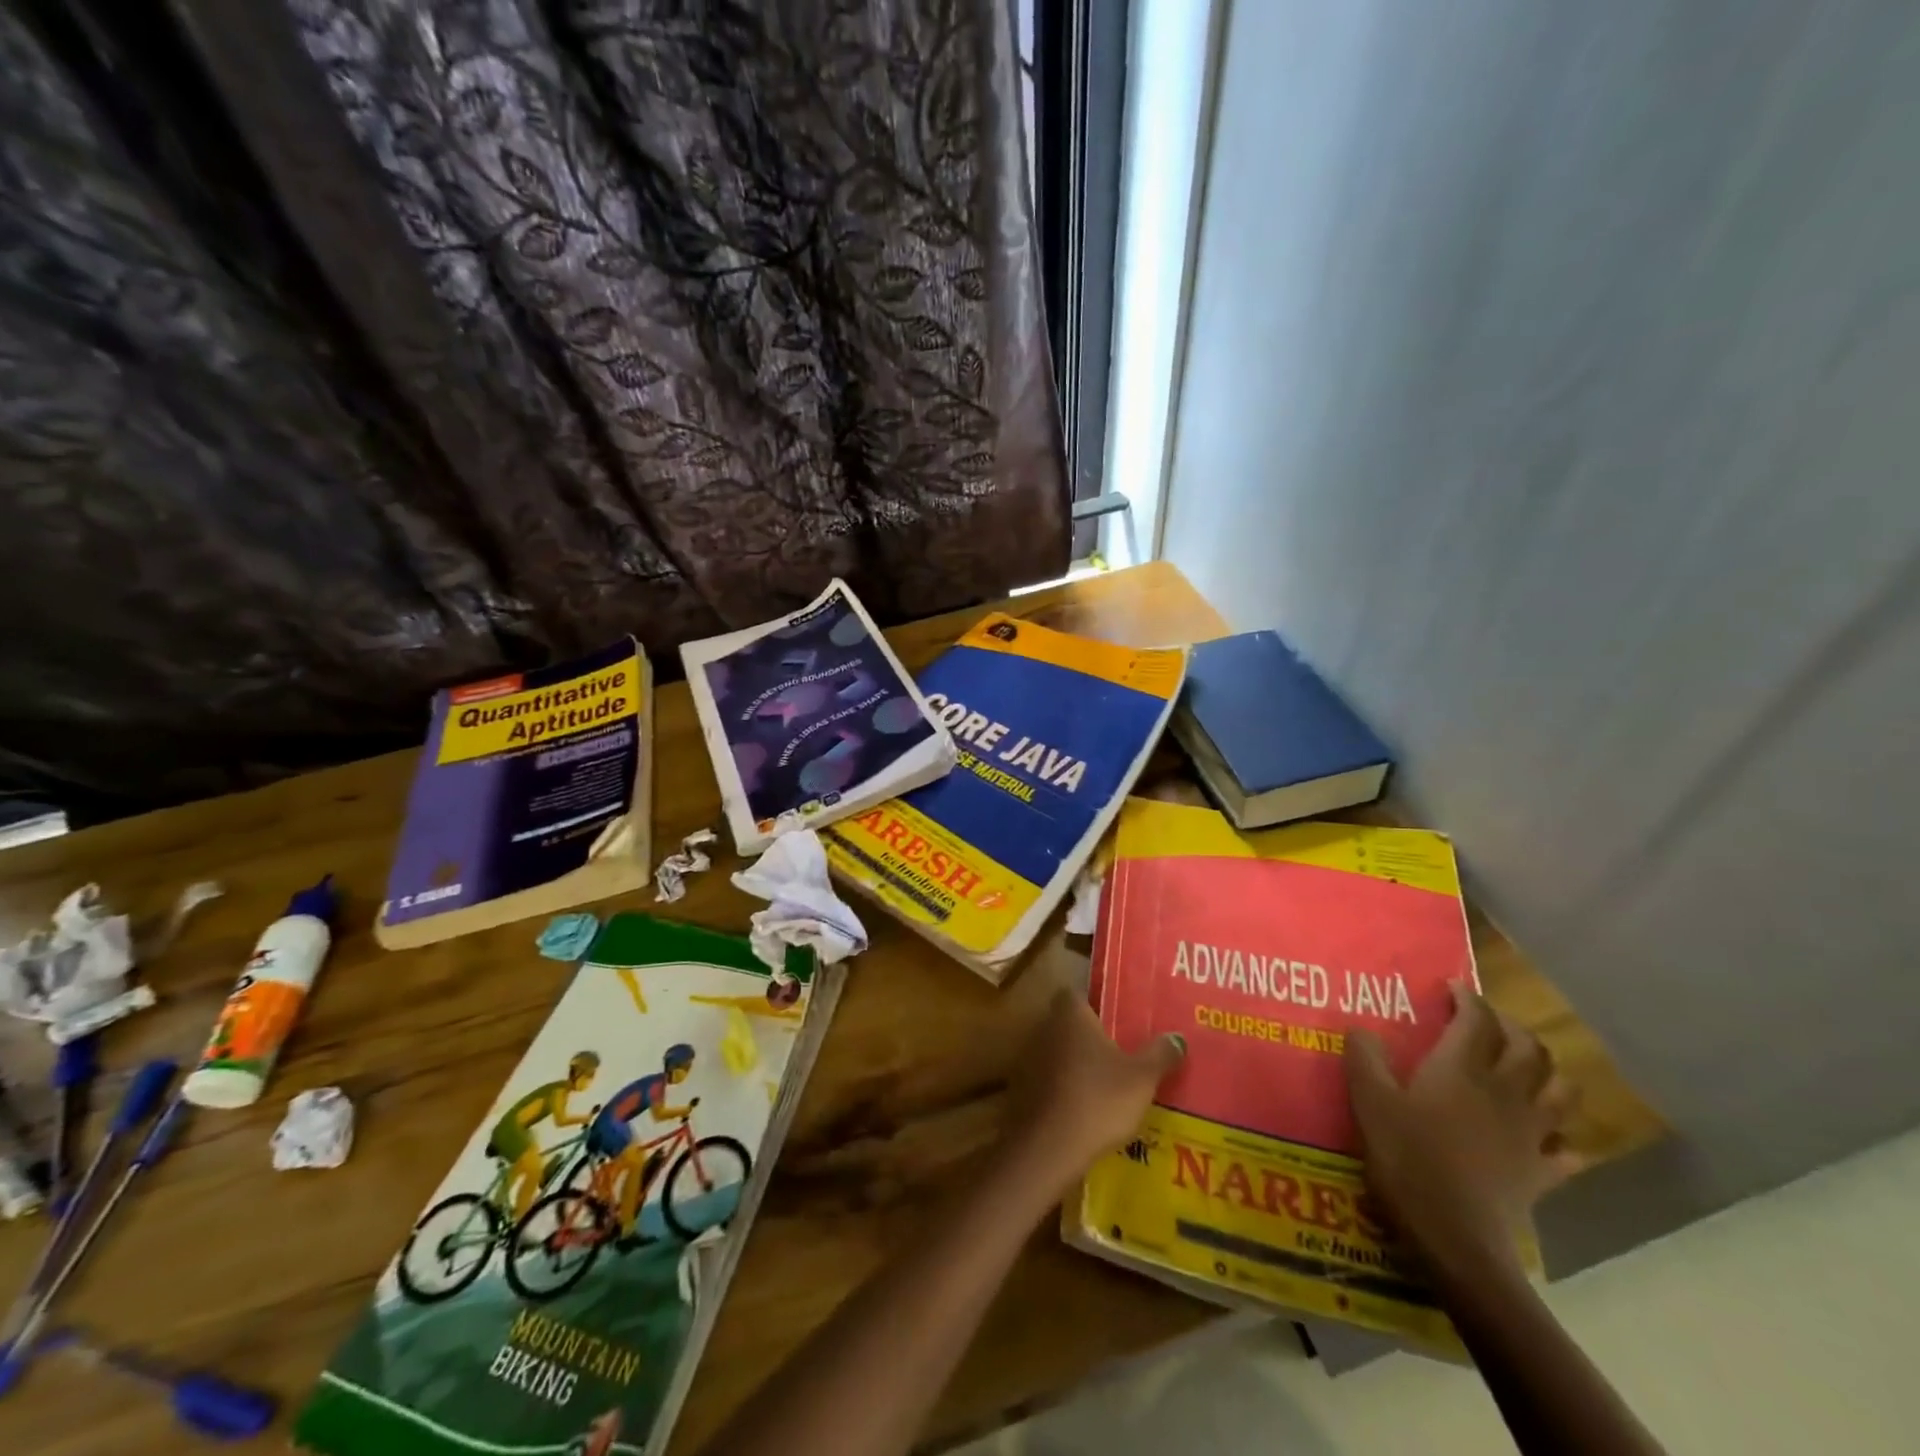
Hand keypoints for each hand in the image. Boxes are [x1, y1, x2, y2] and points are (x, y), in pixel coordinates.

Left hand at [1002, 989, 1184, 1198]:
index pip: (1077, 992)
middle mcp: (1046, 1028)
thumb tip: (1178, 1037)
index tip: (1118, 1013)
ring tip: (1109, 1078)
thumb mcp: (1141, 1078)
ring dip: (1078, 1061)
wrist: (1049, 1148)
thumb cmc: (1098, 1100)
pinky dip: (1066, 1085)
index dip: (1096, 1000)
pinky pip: (1050, 1077)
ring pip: (1059, 1050)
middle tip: (1121, 1046)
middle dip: (1091, 1033)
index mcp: (1071, 1015)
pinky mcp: (1025, 1088)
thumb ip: (1160, 1054)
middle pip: (1069, 1021)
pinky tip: (1087, 1104)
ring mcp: (1031, 1058)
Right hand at [1345, 982, 1581, 1281]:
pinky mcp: (1542, 1173)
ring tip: (1527, 1067)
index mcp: (1461, 1069)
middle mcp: (1504, 1092)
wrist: (1456, 1237)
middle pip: (1528, 1048)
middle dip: (1511, 1026)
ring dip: (1548, 1071)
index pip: (1477, 1020)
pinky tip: (1550, 1139)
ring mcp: (1530, 1134)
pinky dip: (1563, 1138)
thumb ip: (1364, 1058)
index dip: (1468, 999)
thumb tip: (1361, 1029)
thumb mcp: (1369, 1101)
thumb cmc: (1408, 1158)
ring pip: (1559, 1090)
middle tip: (1487, 1021)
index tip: (1452, 988)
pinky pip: (1566, 1151)